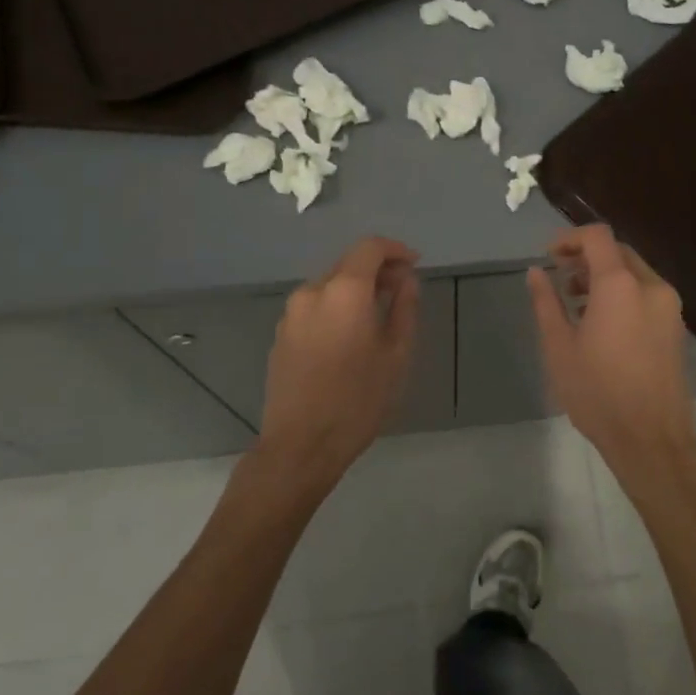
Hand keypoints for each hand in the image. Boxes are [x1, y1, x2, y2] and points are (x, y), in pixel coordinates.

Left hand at [257, 236, 419, 489]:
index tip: (414, 265)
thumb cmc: (357, 400)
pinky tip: (350, 335)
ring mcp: (291, 313)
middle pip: (348, 264)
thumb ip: (403, 307)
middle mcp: (312, 292)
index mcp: (343, 291)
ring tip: (378, 315)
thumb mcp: (395, 354)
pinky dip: (336, 307)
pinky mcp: (281, 334)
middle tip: (402, 290)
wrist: (300, 446)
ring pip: (330, 286)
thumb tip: (406, 279)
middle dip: (377, 270)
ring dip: (356, 290)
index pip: (370, 248)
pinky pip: (315, 307)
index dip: (395, 250)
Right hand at [527, 225, 695, 473]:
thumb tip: (536, 272)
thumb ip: (546, 302)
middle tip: (561, 279)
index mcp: (620, 285)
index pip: (598, 237)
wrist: (652, 440)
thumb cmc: (598, 392)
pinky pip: (647, 294)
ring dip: (605, 276)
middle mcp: (651, 286)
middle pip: (618, 252)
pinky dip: (623, 294)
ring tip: (577, 304)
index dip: (570, 238)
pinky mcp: (676, 328)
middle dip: (587, 258)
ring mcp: (669, 307)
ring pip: (634, 273)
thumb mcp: (559, 346)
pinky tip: (603, 324)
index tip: (550, 256)